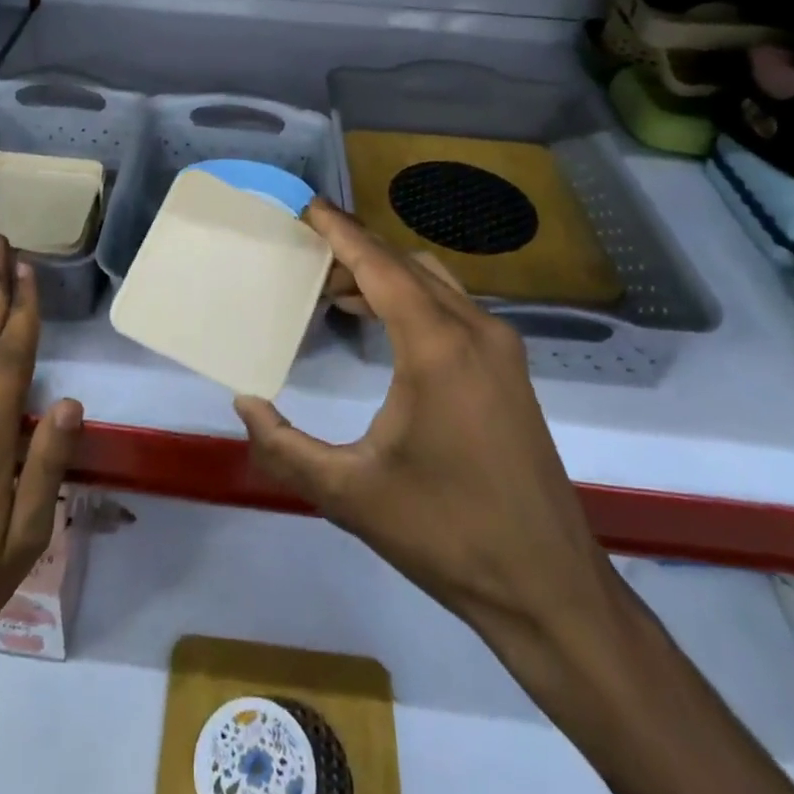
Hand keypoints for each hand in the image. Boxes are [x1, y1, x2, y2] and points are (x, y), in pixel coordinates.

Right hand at [236, 201, 616, 661]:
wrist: (548, 588)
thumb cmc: (446, 534)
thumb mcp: (349, 493)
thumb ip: (284, 447)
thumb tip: (244, 402)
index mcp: (437, 347)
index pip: (380, 265)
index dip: (340, 231)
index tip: (306, 206)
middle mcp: (475, 330)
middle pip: (406, 263)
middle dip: (356, 249)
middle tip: (306, 252)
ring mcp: (501, 346)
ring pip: (433, 280)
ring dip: (385, 273)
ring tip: (333, 289)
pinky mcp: (510, 368)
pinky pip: (452, 306)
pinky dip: (411, 295)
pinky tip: (381, 323)